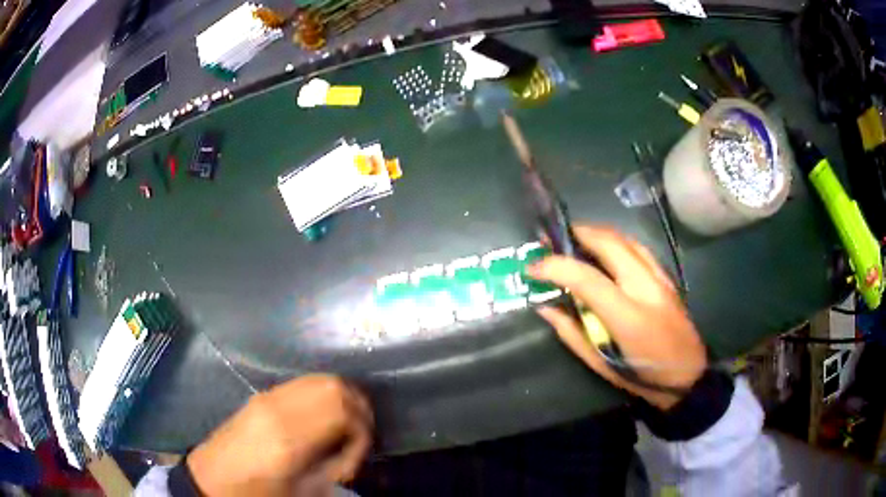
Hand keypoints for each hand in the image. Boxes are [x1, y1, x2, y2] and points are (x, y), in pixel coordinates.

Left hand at [186, 374, 373, 496]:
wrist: (214, 478)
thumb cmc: (259, 492)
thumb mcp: (304, 490)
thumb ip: (335, 465)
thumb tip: (355, 447)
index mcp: (290, 438)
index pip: (344, 413)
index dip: (363, 432)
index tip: (359, 454)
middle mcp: (280, 409)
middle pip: (335, 387)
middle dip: (358, 409)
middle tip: (360, 435)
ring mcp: (268, 397)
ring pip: (319, 379)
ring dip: (342, 397)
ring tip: (346, 424)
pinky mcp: (262, 395)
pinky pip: (303, 383)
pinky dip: (323, 393)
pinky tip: (323, 415)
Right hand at [527, 226, 705, 410]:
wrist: (687, 375)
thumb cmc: (642, 377)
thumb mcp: (601, 365)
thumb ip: (571, 333)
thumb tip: (545, 307)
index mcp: (628, 317)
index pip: (586, 278)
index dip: (555, 266)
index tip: (533, 267)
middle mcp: (646, 289)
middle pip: (609, 243)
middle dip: (577, 233)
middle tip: (552, 239)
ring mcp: (660, 279)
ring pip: (626, 239)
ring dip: (597, 233)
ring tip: (574, 239)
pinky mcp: (667, 277)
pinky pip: (638, 248)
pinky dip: (616, 241)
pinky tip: (605, 249)